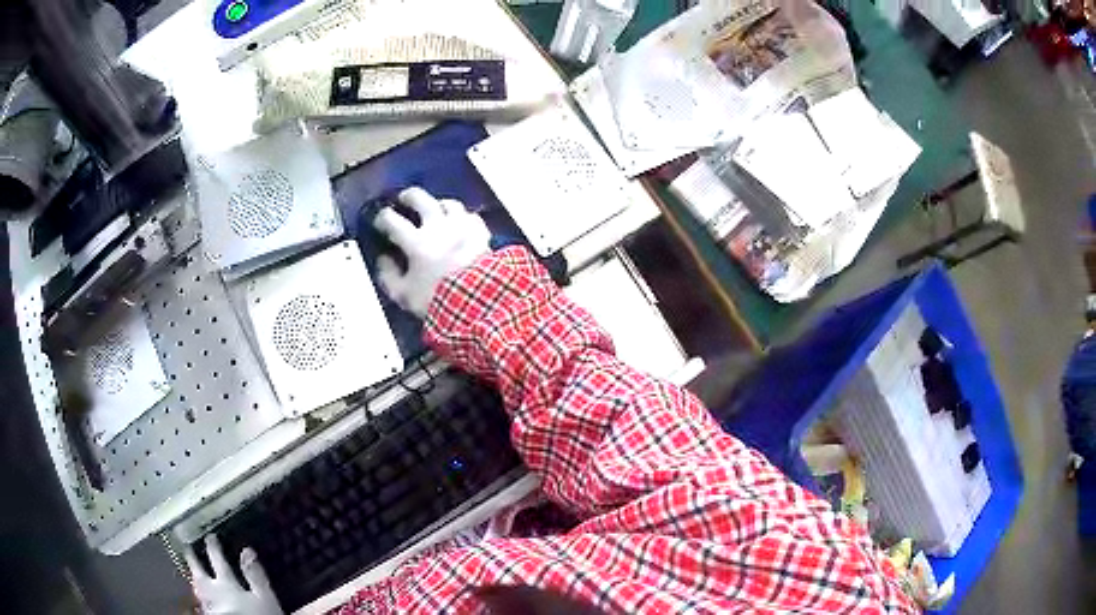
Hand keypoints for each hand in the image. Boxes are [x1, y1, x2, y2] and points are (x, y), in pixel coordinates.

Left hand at [184, 535, 281, 614]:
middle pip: (200, 573)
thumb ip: (255, 576)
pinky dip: (201, 597)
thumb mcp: (264, 598)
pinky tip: (203, 600)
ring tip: (193, 574)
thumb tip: (247, 550)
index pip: (218, 562)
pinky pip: (202, 603)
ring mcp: (209, 607)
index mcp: (227, 584)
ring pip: (198, 589)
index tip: (209, 536)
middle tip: (187, 549)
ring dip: (195, 579)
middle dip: (194, 561)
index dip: (214, 549)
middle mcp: (213, 593)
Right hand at [373, 187, 490, 317]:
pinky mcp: (482, 233)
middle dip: (409, 196)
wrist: (479, 302)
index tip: (380, 220)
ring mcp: (462, 227)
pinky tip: (461, 223)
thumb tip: (383, 260)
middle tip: (404, 198)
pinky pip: (471, 217)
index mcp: (417, 242)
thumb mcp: (404, 295)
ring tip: (435, 208)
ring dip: (439, 204)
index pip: (393, 220)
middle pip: (421, 199)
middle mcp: (438, 227)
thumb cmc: (438, 299)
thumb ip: (389, 276)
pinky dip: (463, 218)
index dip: (383, 217)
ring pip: (449, 204)